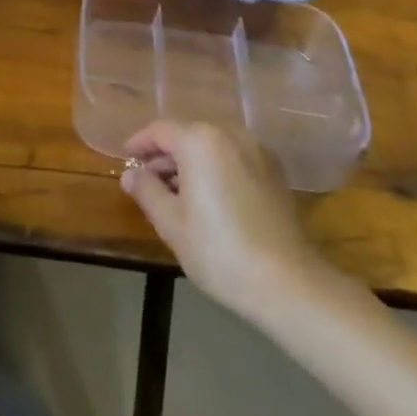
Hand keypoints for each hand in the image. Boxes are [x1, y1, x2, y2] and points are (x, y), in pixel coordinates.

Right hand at [120, 121, 333, 317]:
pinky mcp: (275, 173)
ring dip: (190, 163)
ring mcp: (257, 151)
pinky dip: (216, 169)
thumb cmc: (220, 250)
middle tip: (148, 182)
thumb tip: (130, 174)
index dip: (139, 144)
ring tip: (176, 194)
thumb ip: (146, 190)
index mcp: (200, 140)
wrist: (290, 284)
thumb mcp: (171, 223)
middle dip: (165, 155)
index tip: (126, 159)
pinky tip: (210, 199)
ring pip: (212, 147)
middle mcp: (230, 134)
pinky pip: (234, 159)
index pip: (160, 131)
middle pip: (187, 135)